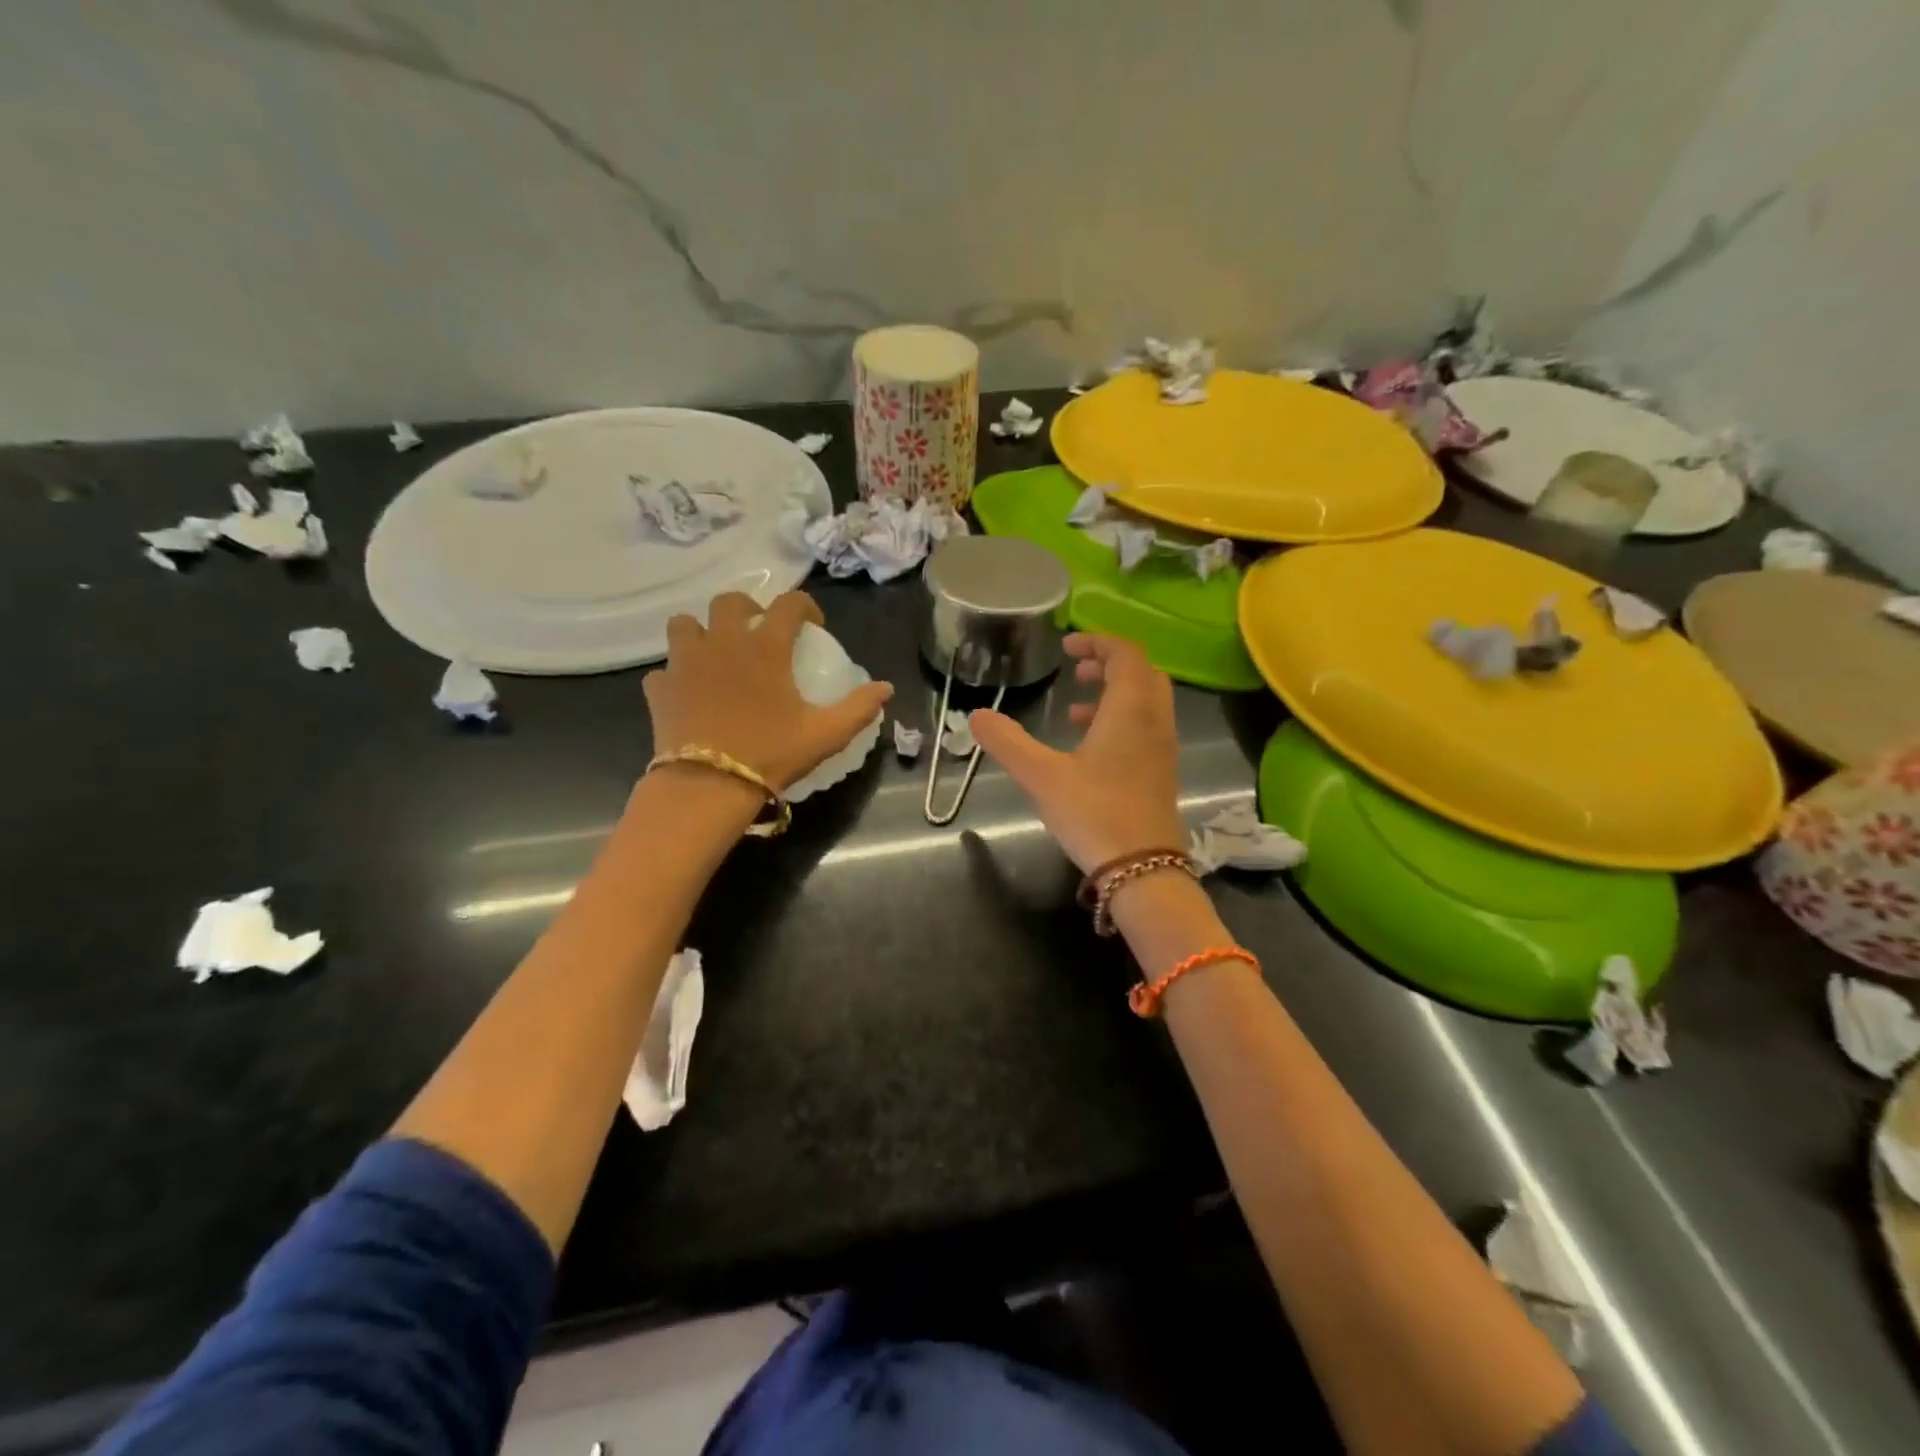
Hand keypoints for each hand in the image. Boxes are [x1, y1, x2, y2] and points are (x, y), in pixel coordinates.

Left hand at [645, 591, 892, 791]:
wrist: (708, 785)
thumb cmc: (771, 754)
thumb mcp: (826, 734)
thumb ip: (859, 707)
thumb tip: (886, 688)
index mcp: (765, 646)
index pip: (789, 603)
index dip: (805, 606)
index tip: (813, 625)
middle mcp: (722, 641)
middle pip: (729, 601)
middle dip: (747, 609)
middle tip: (758, 632)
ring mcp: (685, 662)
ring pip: (684, 624)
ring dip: (701, 631)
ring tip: (715, 654)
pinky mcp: (660, 688)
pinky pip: (665, 670)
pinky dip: (677, 676)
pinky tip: (689, 693)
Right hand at [969, 633, 1186, 871]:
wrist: (1143, 869)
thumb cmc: (1094, 813)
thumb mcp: (1041, 776)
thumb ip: (1007, 742)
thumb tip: (977, 715)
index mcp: (1130, 709)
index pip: (1125, 654)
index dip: (1097, 641)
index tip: (1066, 645)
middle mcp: (1154, 721)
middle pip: (1142, 673)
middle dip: (1110, 663)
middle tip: (1076, 669)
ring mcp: (1163, 748)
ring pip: (1147, 701)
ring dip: (1116, 693)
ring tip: (1076, 707)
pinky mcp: (1162, 772)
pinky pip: (1147, 727)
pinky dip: (1122, 720)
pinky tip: (1089, 747)